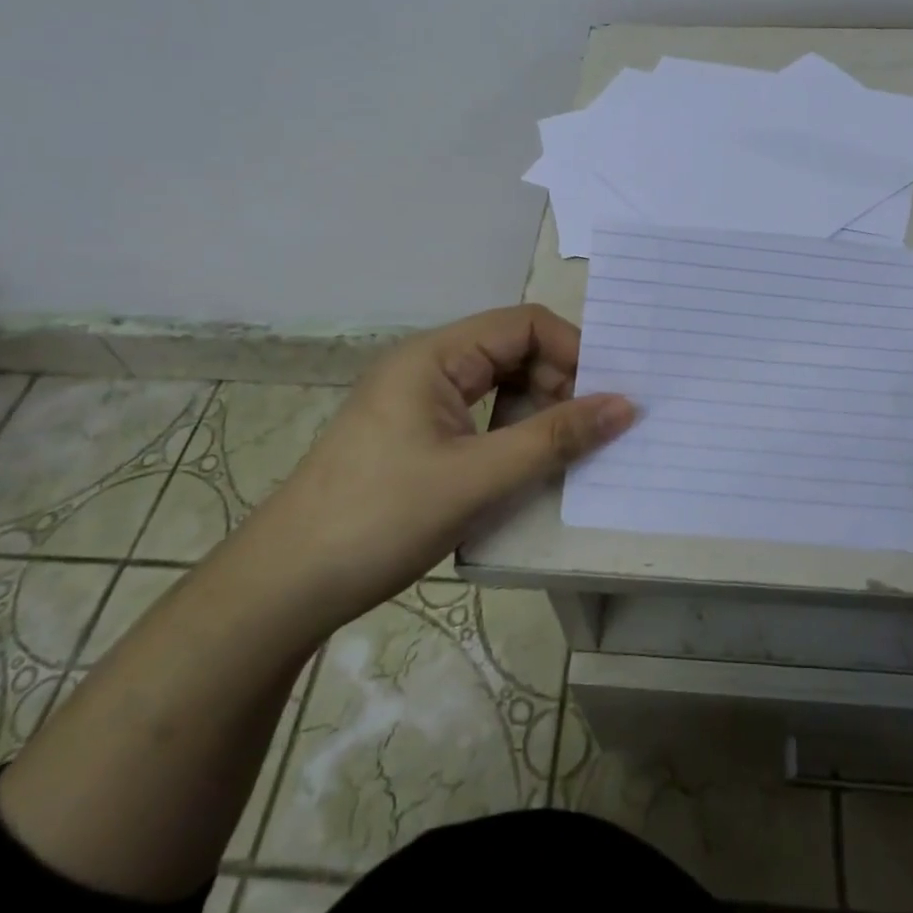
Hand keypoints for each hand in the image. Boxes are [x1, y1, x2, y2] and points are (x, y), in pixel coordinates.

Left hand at [248, 305, 634, 610]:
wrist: (285, 587)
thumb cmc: (380, 518)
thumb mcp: (478, 478)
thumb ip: (555, 438)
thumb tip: (627, 405)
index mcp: (435, 356)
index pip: (523, 324)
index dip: (573, 350)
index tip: (608, 395)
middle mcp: (427, 368)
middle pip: (513, 352)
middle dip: (560, 382)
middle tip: (595, 429)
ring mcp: (419, 404)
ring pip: (498, 388)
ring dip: (538, 412)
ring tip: (570, 450)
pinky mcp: (416, 439)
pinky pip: (480, 420)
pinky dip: (513, 435)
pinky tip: (530, 468)